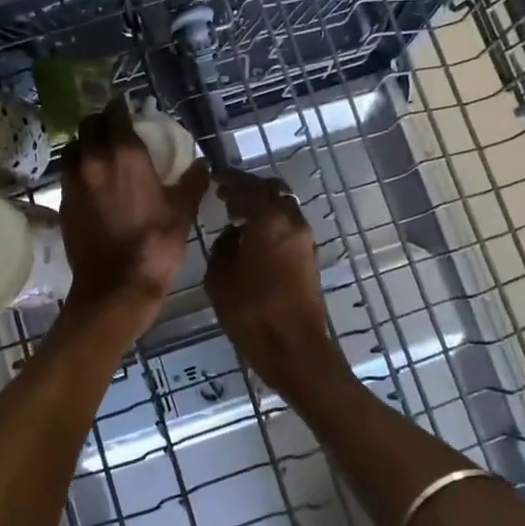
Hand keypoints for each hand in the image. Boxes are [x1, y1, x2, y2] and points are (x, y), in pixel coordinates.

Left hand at [59, 100, 208, 326]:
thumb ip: (192, 182)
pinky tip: (94, 186)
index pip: (115, 113)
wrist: (115, 287)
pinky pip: (68, 174)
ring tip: (101, 158)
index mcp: (125, 154)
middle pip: (88, 125)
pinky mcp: (63, 202)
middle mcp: (93, 159)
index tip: (129, 112)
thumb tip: (199, 164)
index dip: (121, 109)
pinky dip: (79, 171)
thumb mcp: (182, 212)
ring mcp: (73, 181)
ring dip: (86, 146)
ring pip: (73, 148)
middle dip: (101, 123)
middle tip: (116, 133)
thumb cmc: (155, 245)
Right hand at [205, 170, 330, 384]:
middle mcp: (291, 221)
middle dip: (248, 188)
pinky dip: (271, 222)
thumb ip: (223, 247)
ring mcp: (305, 239)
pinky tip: (253, 238)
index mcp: (268, 219)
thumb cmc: (251, 312)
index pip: (247, 185)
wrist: (294, 348)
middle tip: (226, 196)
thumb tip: (232, 234)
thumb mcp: (219, 278)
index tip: (214, 177)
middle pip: (271, 190)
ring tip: (238, 217)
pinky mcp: (310, 258)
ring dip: (263, 206)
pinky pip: (288, 226)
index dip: (229, 179)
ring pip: (283, 207)